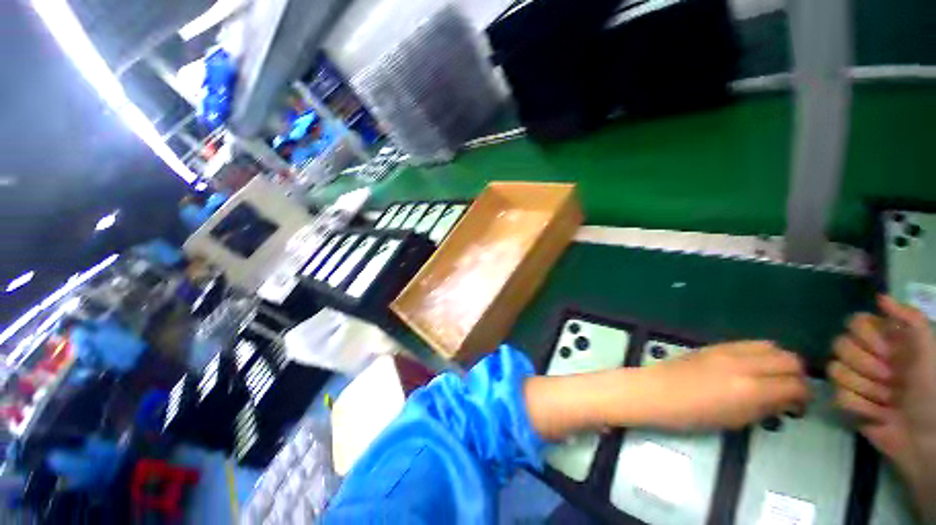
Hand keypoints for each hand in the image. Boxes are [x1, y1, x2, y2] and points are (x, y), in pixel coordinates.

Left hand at [637, 341, 808, 429]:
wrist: (655, 391)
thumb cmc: (691, 414)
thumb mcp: (735, 420)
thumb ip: (765, 409)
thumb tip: (787, 401)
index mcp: (751, 387)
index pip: (795, 385)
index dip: (804, 396)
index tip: (799, 407)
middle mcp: (744, 363)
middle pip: (789, 359)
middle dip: (797, 376)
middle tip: (789, 392)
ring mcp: (727, 350)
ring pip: (771, 346)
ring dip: (780, 361)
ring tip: (772, 378)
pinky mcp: (714, 344)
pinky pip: (748, 343)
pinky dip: (760, 353)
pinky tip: (753, 367)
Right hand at [828, 296, 935, 510]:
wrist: (928, 437)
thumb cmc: (932, 389)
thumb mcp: (930, 351)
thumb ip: (911, 319)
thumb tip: (879, 298)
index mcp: (886, 341)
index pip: (854, 323)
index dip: (866, 337)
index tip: (888, 352)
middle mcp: (868, 357)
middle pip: (839, 346)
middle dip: (866, 367)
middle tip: (890, 381)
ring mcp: (857, 381)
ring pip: (836, 372)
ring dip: (866, 390)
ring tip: (887, 402)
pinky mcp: (850, 402)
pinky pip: (839, 397)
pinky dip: (861, 408)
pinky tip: (878, 415)